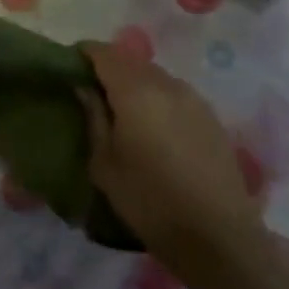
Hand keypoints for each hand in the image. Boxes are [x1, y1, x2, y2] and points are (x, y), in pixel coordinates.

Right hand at [79, 42, 264, 264]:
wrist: (217, 236)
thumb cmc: (149, 201)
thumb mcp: (104, 164)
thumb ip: (93, 118)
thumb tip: (85, 88)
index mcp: (135, 91)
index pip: (104, 53)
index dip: (84, 53)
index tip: (70, 67)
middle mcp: (166, 84)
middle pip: (131, 61)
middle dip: (110, 68)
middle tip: (94, 91)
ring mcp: (193, 98)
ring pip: (155, 76)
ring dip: (136, 83)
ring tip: (125, 111)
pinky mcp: (211, 116)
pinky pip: (175, 93)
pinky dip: (158, 98)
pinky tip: (155, 127)